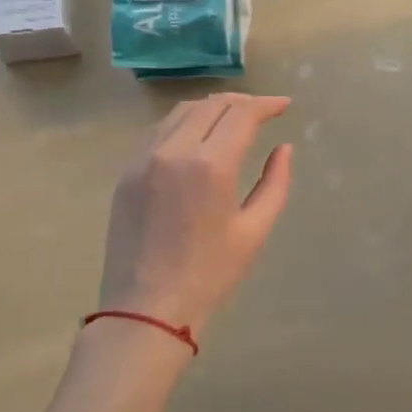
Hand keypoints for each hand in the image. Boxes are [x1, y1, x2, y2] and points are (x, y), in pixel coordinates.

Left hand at [97, 94, 294, 337]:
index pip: (241, 114)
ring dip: (212, 109)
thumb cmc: (210, 275)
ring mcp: (144, 159)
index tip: (285, 105)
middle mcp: (173, 150)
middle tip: (263, 112)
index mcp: (210, 165)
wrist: (146, 309)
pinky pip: (158, 132)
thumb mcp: (254, 231)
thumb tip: (283, 148)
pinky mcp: (126, 172)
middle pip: (211, 105)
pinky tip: (198, 138)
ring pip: (181, 112)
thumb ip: (274, 183)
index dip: (266, 104)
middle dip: (242, 102)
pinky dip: (184, 124)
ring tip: (233, 120)